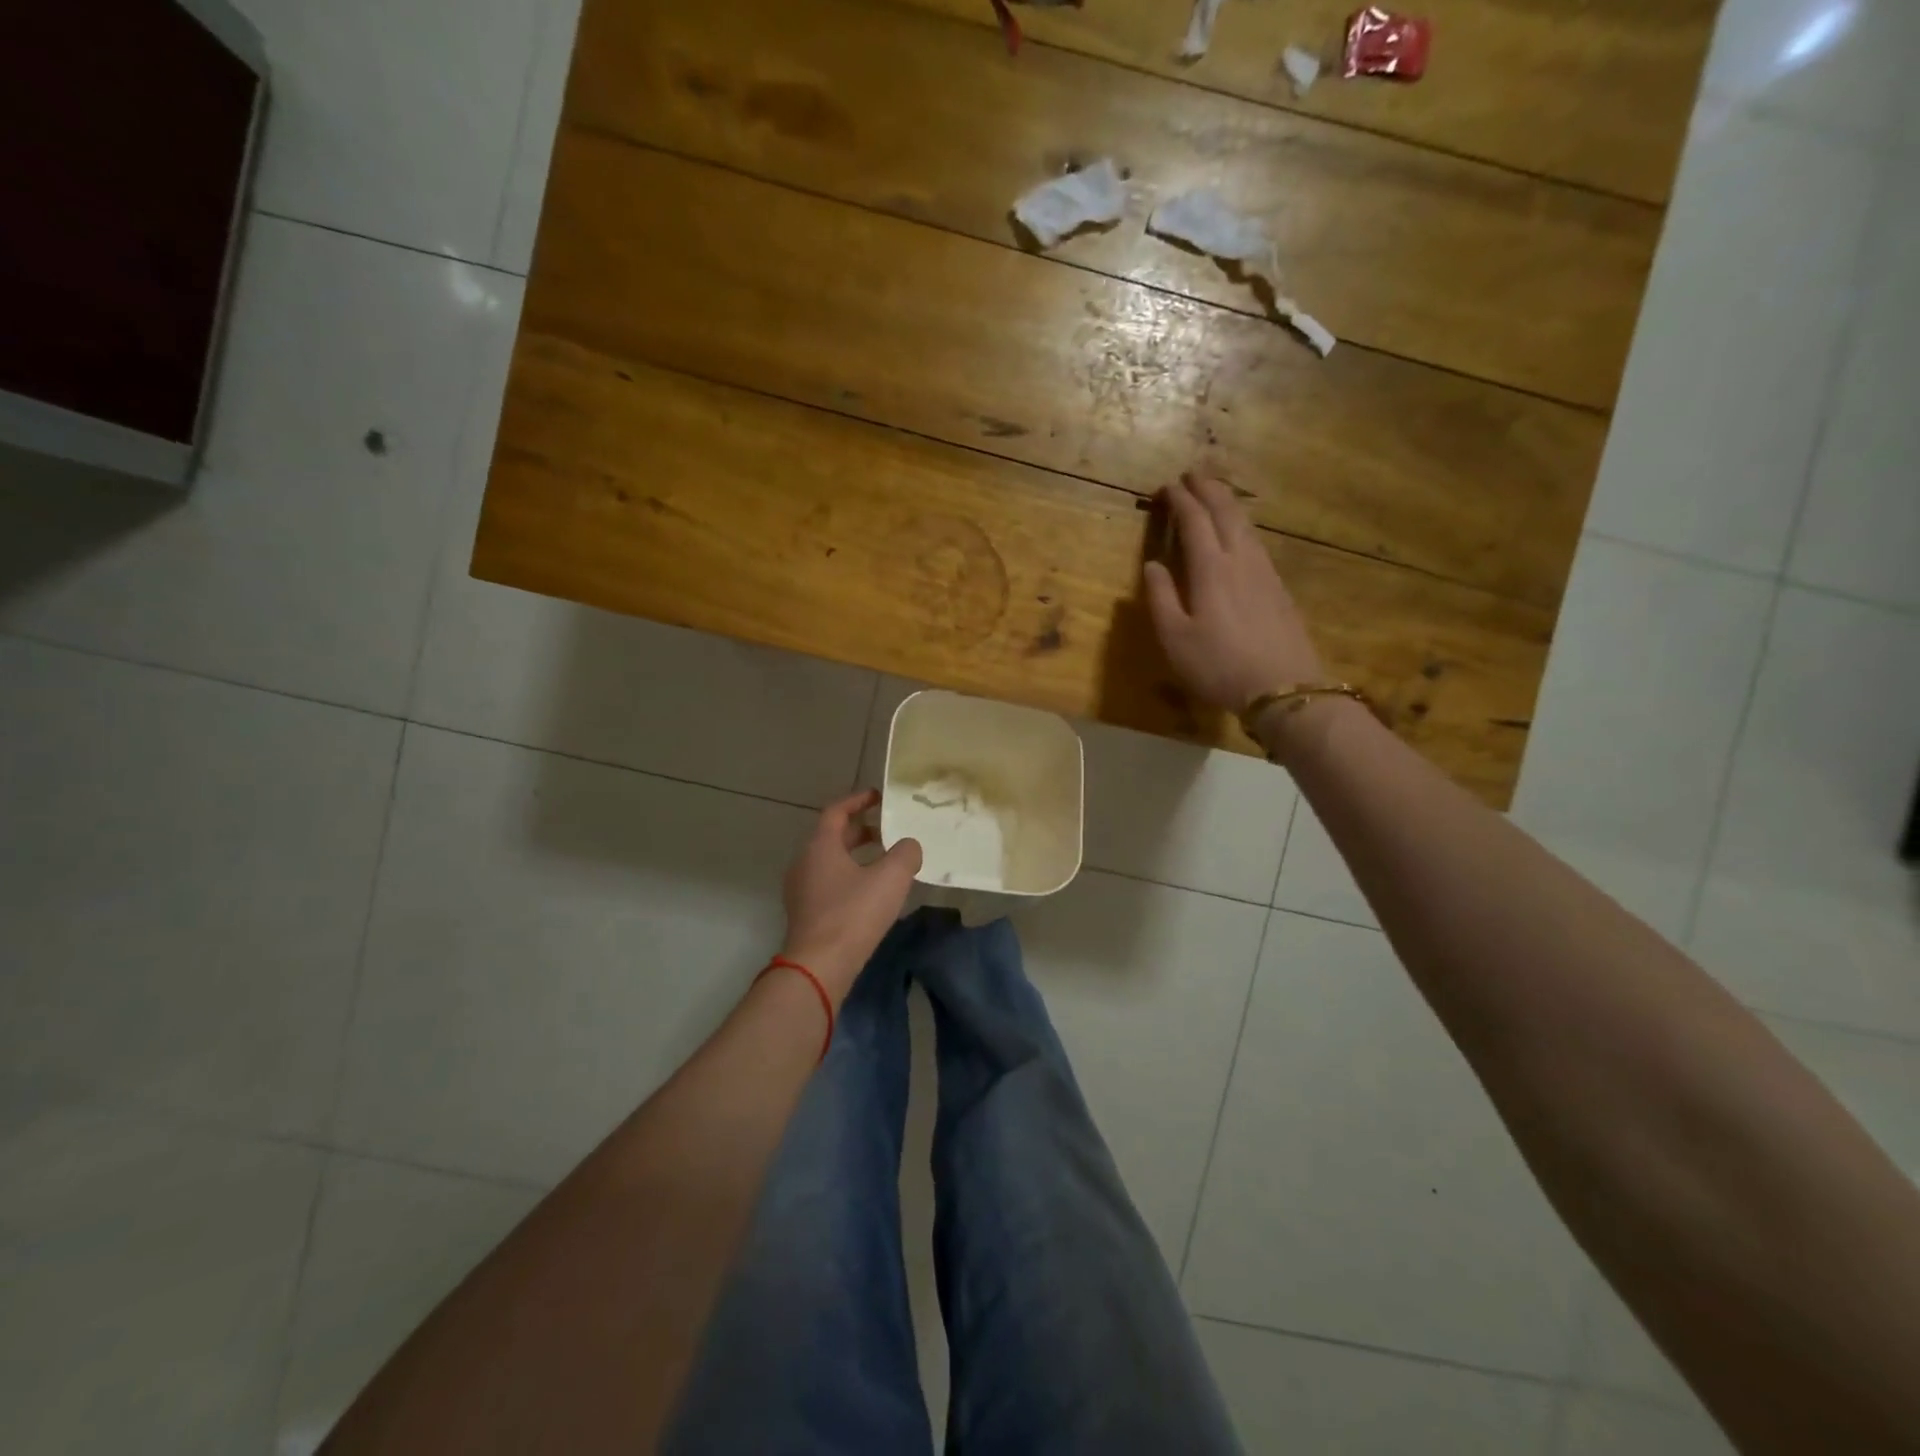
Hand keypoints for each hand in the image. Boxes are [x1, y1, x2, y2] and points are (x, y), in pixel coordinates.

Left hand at [780, 790, 921, 1001]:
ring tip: (884, 862)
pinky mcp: (805, 913)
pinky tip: (870, 894)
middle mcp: (804, 862)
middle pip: (832, 836)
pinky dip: (849, 878)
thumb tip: (909, 846)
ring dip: (855, 856)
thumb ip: (905, 854)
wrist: (819, 966)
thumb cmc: (853, 914)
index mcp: (820, 846)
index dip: (858, 800)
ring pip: (830, 861)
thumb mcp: (890, 878)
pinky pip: (828, 883)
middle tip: (887, 830)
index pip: (836, 811)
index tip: (878, 797)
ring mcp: (801, 890)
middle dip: (860, 831)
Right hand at [1143, 474, 1325, 710]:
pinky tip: (1240, 532)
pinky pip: (1256, 541)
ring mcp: (1264, 571)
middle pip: (1225, 512)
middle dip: (1208, 489)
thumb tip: (1152, 564)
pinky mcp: (1278, 587)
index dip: (1180, 500)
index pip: (1194, 521)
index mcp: (1211, 569)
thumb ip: (1161, 597)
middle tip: (1193, 473)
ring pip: (1245, 524)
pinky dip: (1242, 524)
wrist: (1283, 687)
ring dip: (1228, 502)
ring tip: (1215, 493)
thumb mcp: (1175, 638)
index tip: (1167, 486)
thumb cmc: (1219, 665)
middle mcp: (1240, 559)